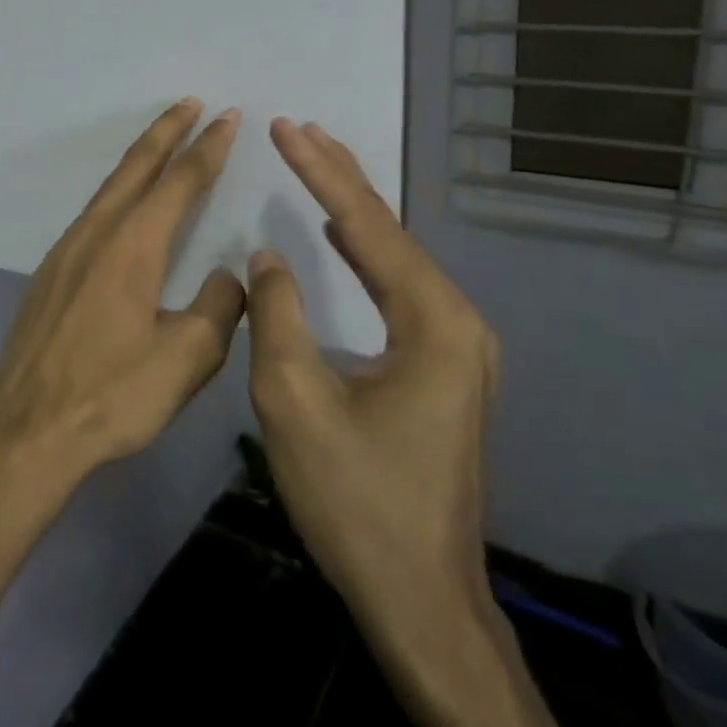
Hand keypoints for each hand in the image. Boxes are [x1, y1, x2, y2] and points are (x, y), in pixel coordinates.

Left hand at [0, 99, 246, 481]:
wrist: (28, 426)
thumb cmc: (111, 395)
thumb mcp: (185, 359)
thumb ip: (216, 309)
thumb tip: (226, 276)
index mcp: (132, 246)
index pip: (179, 182)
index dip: (207, 149)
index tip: (228, 118)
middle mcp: (96, 234)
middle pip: (136, 168)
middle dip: (167, 132)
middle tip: (193, 104)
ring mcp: (66, 250)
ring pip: (109, 189)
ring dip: (139, 160)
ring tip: (163, 143)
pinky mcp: (51, 272)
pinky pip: (92, 213)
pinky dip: (118, 192)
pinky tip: (124, 206)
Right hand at [245, 118, 500, 658]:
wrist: (420, 599)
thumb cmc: (354, 500)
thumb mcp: (294, 402)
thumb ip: (277, 315)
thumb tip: (268, 257)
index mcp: (433, 324)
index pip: (368, 228)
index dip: (322, 174)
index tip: (286, 127)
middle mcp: (458, 325)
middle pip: (391, 233)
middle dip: (341, 178)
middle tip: (300, 130)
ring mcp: (456, 349)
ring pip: (396, 259)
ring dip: (352, 210)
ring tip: (317, 164)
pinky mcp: (442, 370)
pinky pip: (398, 290)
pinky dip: (364, 251)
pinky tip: (344, 236)